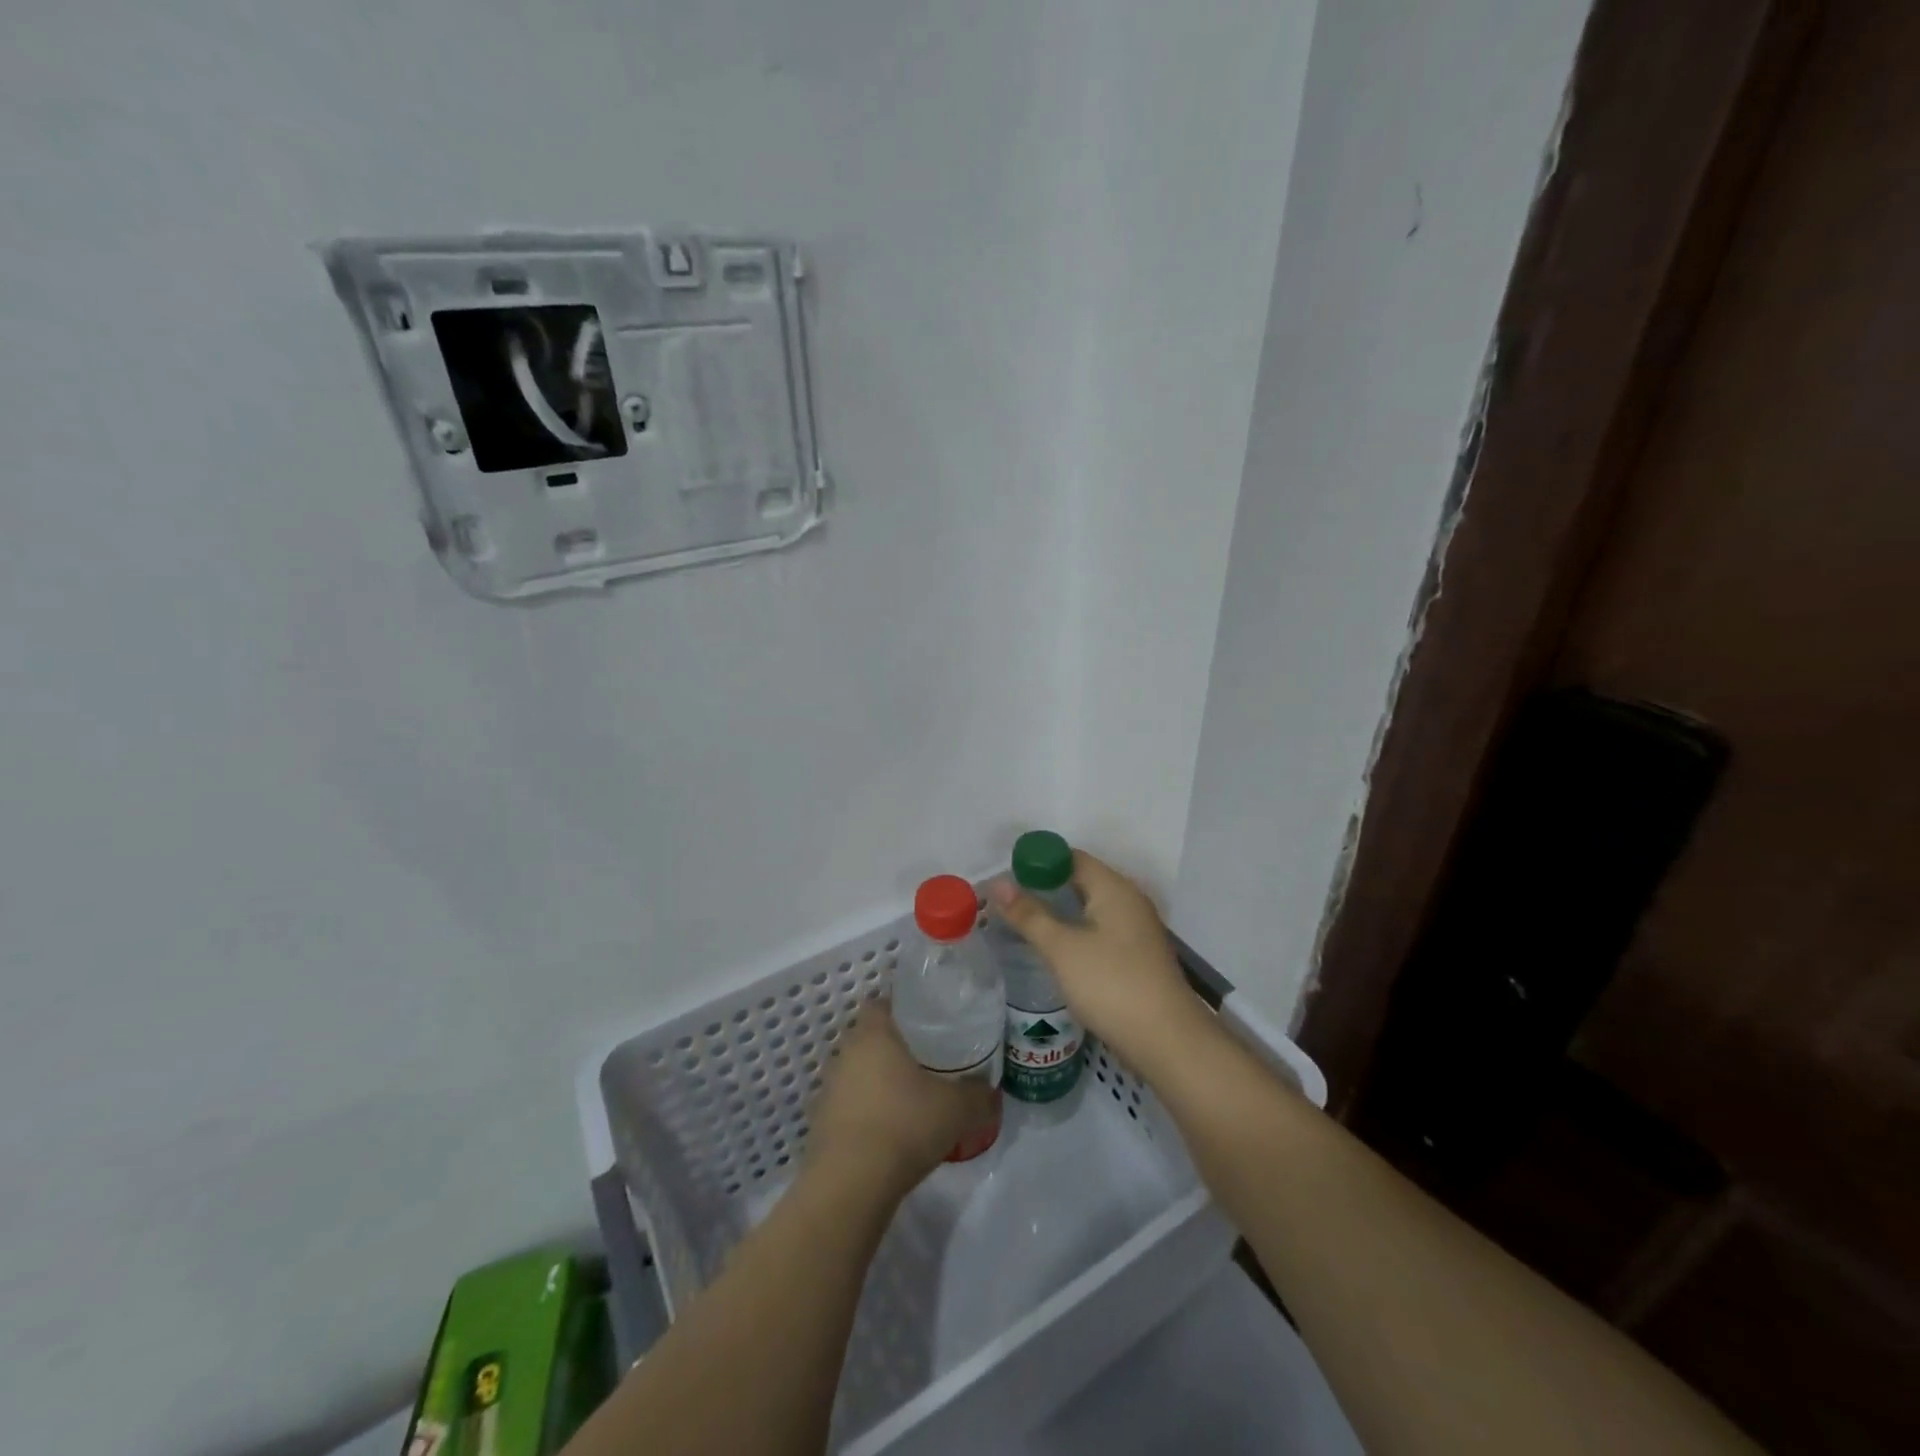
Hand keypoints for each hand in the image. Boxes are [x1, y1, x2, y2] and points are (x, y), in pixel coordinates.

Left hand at [806, 1004, 998, 1193]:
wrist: (850, 1184)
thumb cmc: (904, 1124)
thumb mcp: (957, 1108)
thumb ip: (977, 1094)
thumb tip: (990, 1089)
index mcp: (873, 1034)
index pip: (881, 1003)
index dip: (903, 1009)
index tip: (928, 1023)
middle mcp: (845, 1052)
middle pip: (870, 1038)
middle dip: (895, 1047)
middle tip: (927, 1061)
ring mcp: (829, 1088)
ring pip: (858, 1072)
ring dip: (879, 1081)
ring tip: (911, 1098)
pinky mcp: (821, 1123)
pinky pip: (849, 1105)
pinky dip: (867, 1112)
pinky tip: (890, 1131)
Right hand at [987, 850, 1211, 1075]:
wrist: (1167, 1041)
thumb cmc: (1111, 984)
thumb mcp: (1062, 948)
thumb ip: (1030, 915)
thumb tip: (998, 883)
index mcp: (1114, 888)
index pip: (1071, 858)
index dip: (1037, 862)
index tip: (1006, 877)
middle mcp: (1129, 901)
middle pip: (1081, 880)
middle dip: (1045, 887)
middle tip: (1008, 901)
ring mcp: (1136, 929)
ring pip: (1090, 908)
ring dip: (1060, 912)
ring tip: (1024, 923)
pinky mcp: (1137, 956)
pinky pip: (1100, 931)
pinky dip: (1076, 932)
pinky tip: (1056, 950)